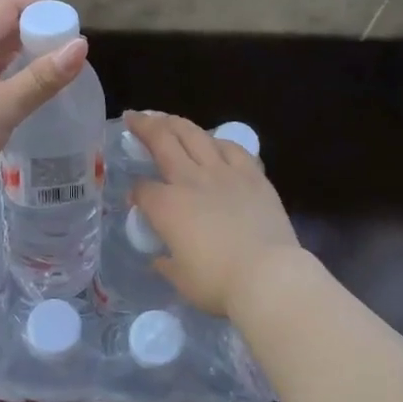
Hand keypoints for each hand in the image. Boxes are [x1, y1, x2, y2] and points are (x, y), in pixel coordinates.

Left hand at [0, 0, 88, 205]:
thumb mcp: (2, 108)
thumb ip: (41, 78)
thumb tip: (81, 45)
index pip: (8, 4)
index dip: (40, 5)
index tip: (70, 24)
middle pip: (2, 26)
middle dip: (36, 31)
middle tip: (68, 54)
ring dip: (23, 56)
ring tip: (53, 75)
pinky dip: (9, 77)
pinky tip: (22, 99)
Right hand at [126, 111, 305, 319]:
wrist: (269, 276)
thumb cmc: (219, 284)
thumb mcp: (182, 280)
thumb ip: (167, 263)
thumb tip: (159, 258)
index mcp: (167, 206)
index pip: (142, 189)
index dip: (135, 192)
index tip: (135, 199)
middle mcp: (190, 180)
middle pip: (162, 141)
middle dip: (144, 126)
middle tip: (133, 117)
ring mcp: (223, 172)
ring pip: (194, 135)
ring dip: (176, 123)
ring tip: (165, 118)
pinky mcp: (252, 175)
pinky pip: (231, 148)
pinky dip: (217, 141)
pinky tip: (213, 142)